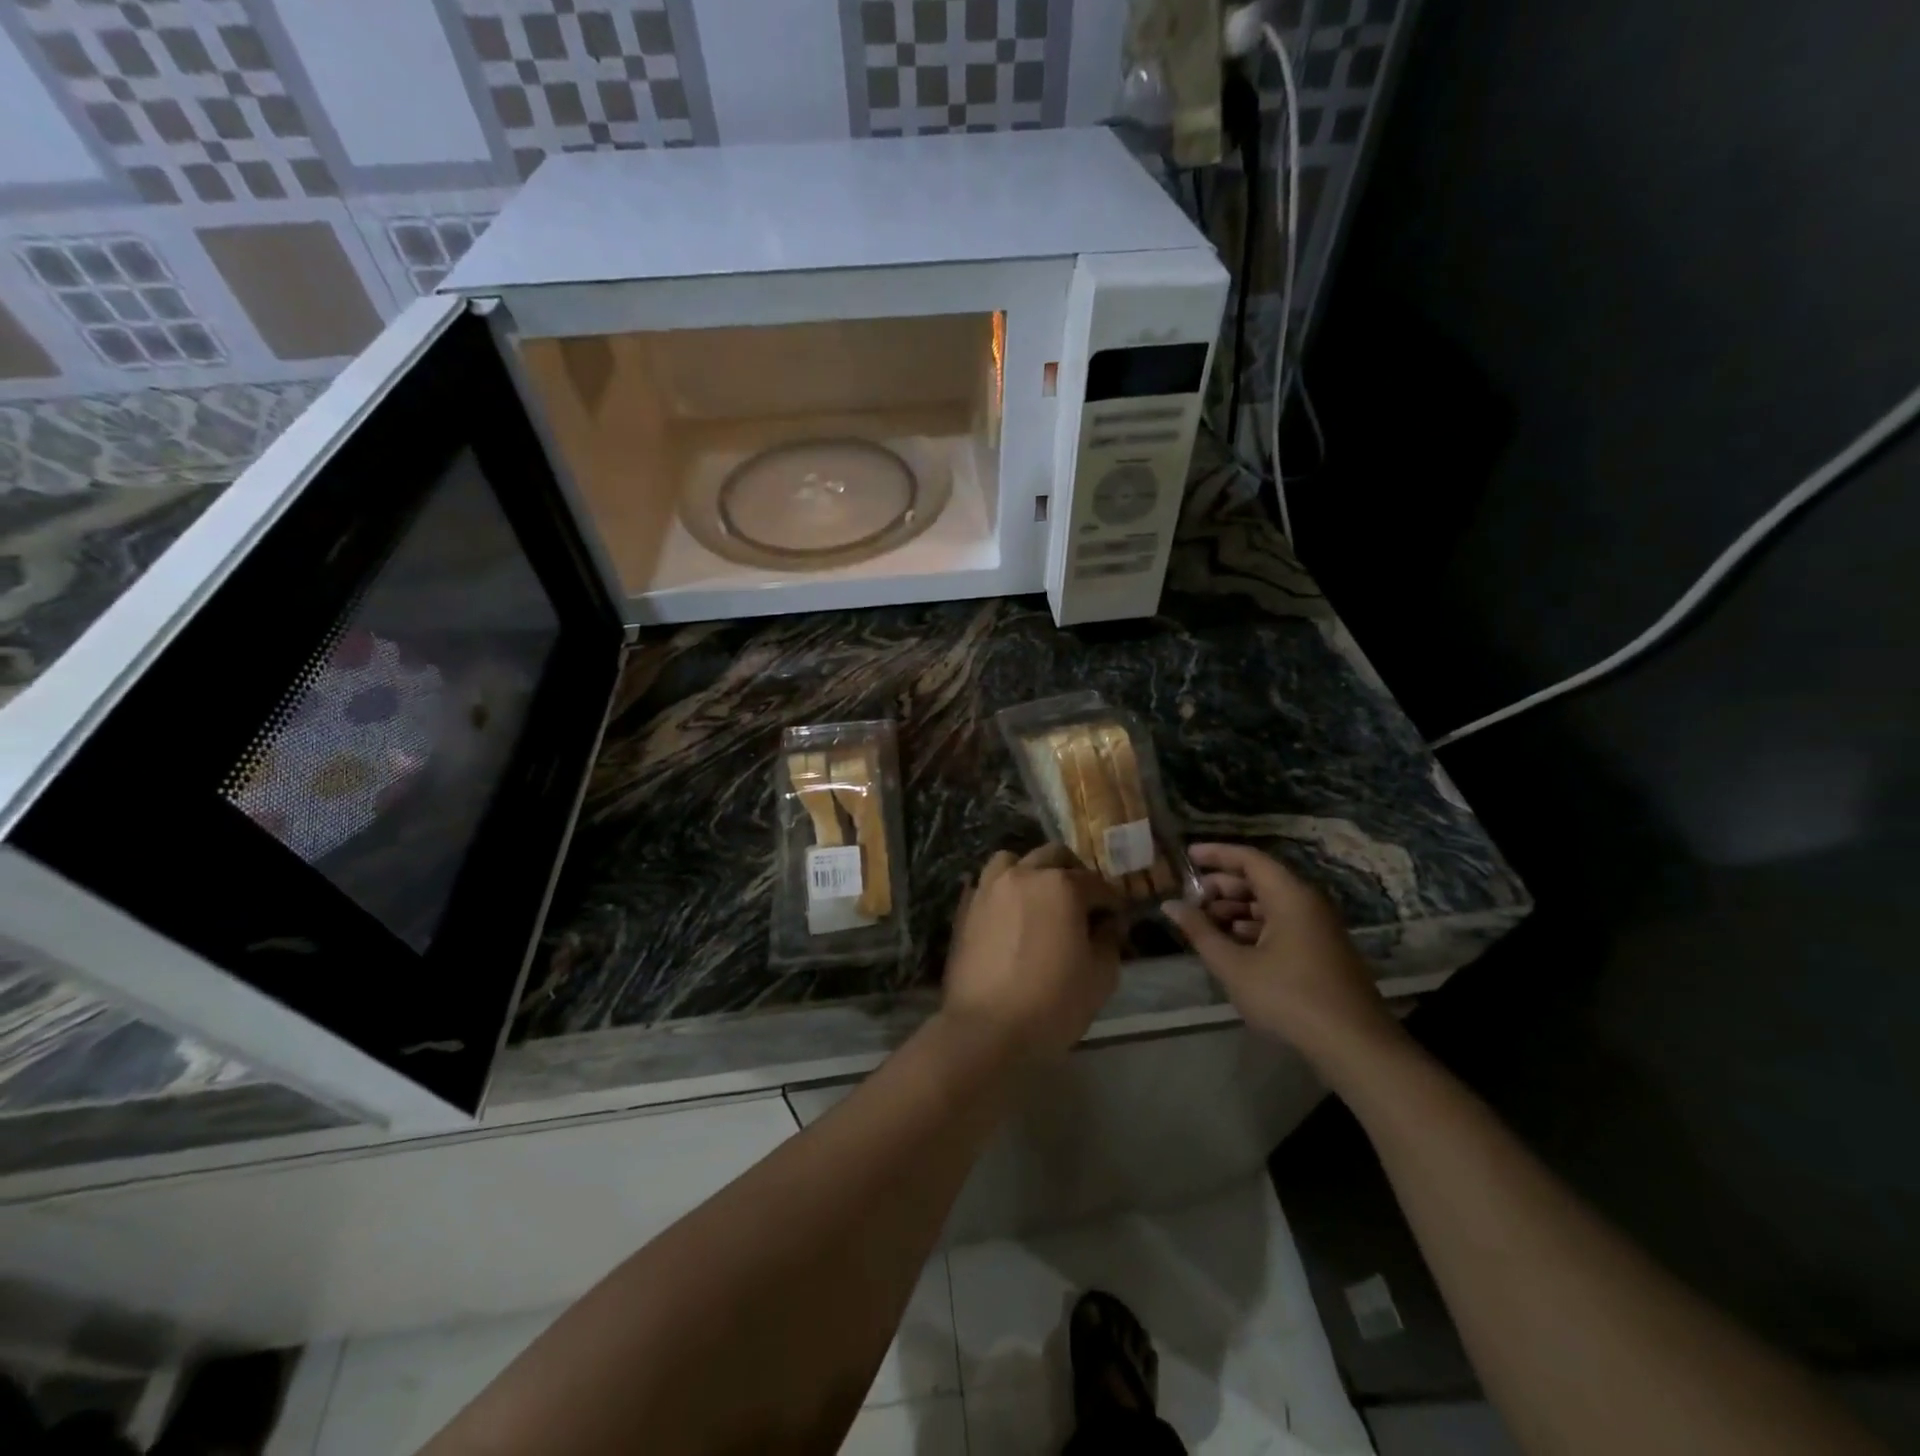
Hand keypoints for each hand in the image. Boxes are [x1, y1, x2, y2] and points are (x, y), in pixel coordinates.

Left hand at [942, 844, 1123, 1061]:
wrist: (985, 1029)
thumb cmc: (1052, 1003)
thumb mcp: (1100, 976)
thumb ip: (1109, 940)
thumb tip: (1108, 924)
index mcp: (1061, 886)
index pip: (1097, 884)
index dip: (1111, 903)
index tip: (1116, 921)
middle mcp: (1024, 875)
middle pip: (1054, 856)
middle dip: (1074, 874)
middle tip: (1083, 903)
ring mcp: (989, 888)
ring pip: (1013, 860)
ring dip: (1032, 872)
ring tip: (1040, 899)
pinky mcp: (966, 907)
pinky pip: (987, 884)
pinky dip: (1002, 890)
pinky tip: (1010, 914)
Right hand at [1161, 843, 1401, 1069]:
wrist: (1354, 1045)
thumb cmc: (1288, 998)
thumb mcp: (1234, 966)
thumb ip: (1200, 932)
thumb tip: (1170, 906)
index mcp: (1289, 896)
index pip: (1249, 858)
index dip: (1216, 854)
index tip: (1187, 856)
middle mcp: (1307, 903)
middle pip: (1260, 880)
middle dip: (1222, 886)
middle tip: (1191, 899)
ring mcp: (1318, 927)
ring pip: (1271, 904)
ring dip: (1236, 909)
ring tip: (1205, 924)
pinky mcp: (1322, 950)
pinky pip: (1283, 924)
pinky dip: (1254, 927)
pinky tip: (1233, 946)